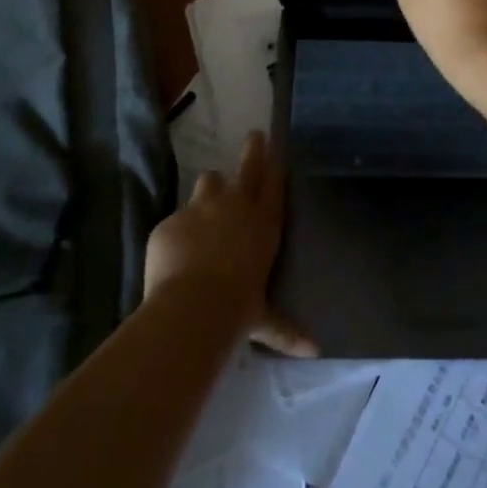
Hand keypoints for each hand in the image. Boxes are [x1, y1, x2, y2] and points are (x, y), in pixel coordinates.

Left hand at [144, 133, 317, 356]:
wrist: (193, 306)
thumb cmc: (239, 309)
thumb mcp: (264, 320)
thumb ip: (286, 330)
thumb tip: (316, 352)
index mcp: (263, 223)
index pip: (273, 183)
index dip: (274, 162)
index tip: (275, 144)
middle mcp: (235, 206)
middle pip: (247, 165)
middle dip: (252, 149)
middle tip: (254, 136)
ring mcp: (200, 209)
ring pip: (209, 180)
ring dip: (211, 188)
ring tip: (209, 198)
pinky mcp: (170, 221)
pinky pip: (175, 221)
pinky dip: (177, 233)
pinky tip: (173, 252)